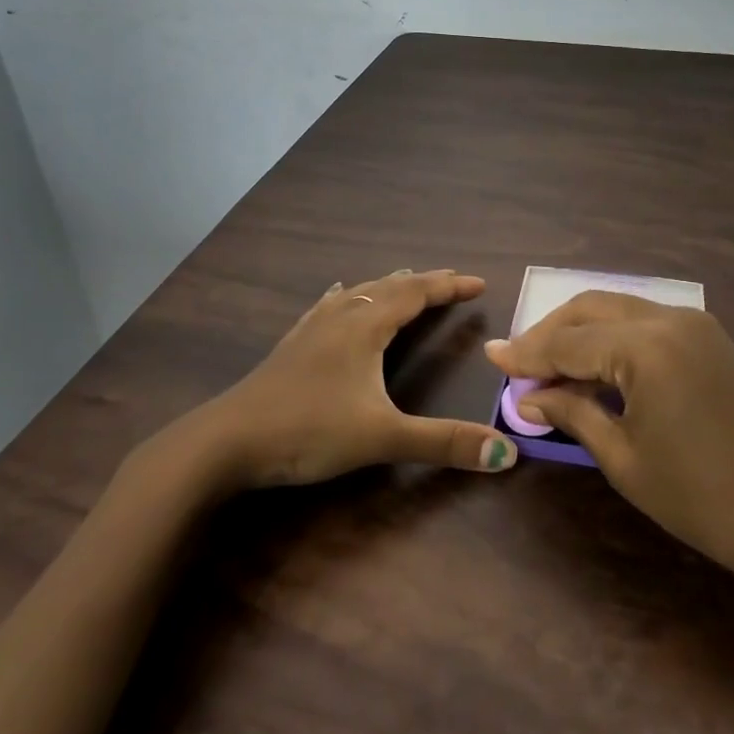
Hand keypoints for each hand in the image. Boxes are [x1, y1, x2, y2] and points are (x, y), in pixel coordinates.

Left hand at [175, 269, 518, 490]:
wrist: (227, 441)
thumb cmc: (308, 431)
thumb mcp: (382, 438)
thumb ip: (444, 443)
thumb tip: (506, 454)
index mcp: (365, 328)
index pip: (416, 294)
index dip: (449, 287)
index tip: (478, 283)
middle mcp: (340, 317)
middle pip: (389, 288)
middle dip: (423, 282)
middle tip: (450, 281)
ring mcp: (311, 329)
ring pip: (357, 293)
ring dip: (387, 286)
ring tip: (404, 280)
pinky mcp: (291, 346)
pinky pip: (326, 306)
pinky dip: (346, 295)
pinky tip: (337, 293)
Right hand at [485, 293, 733, 583]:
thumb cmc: (702, 497)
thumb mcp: (625, 458)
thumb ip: (573, 413)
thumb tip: (529, 397)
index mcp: (645, 346)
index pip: (568, 341)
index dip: (526, 353)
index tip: (491, 358)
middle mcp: (668, 318)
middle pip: (590, 308)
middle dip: (550, 333)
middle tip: (519, 364)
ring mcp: (693, 323)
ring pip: (618, 309)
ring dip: (581, 331)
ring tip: (550, 367)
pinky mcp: (708, 337)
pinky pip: (645, 322)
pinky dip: (612, 337)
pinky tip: (595, 367)